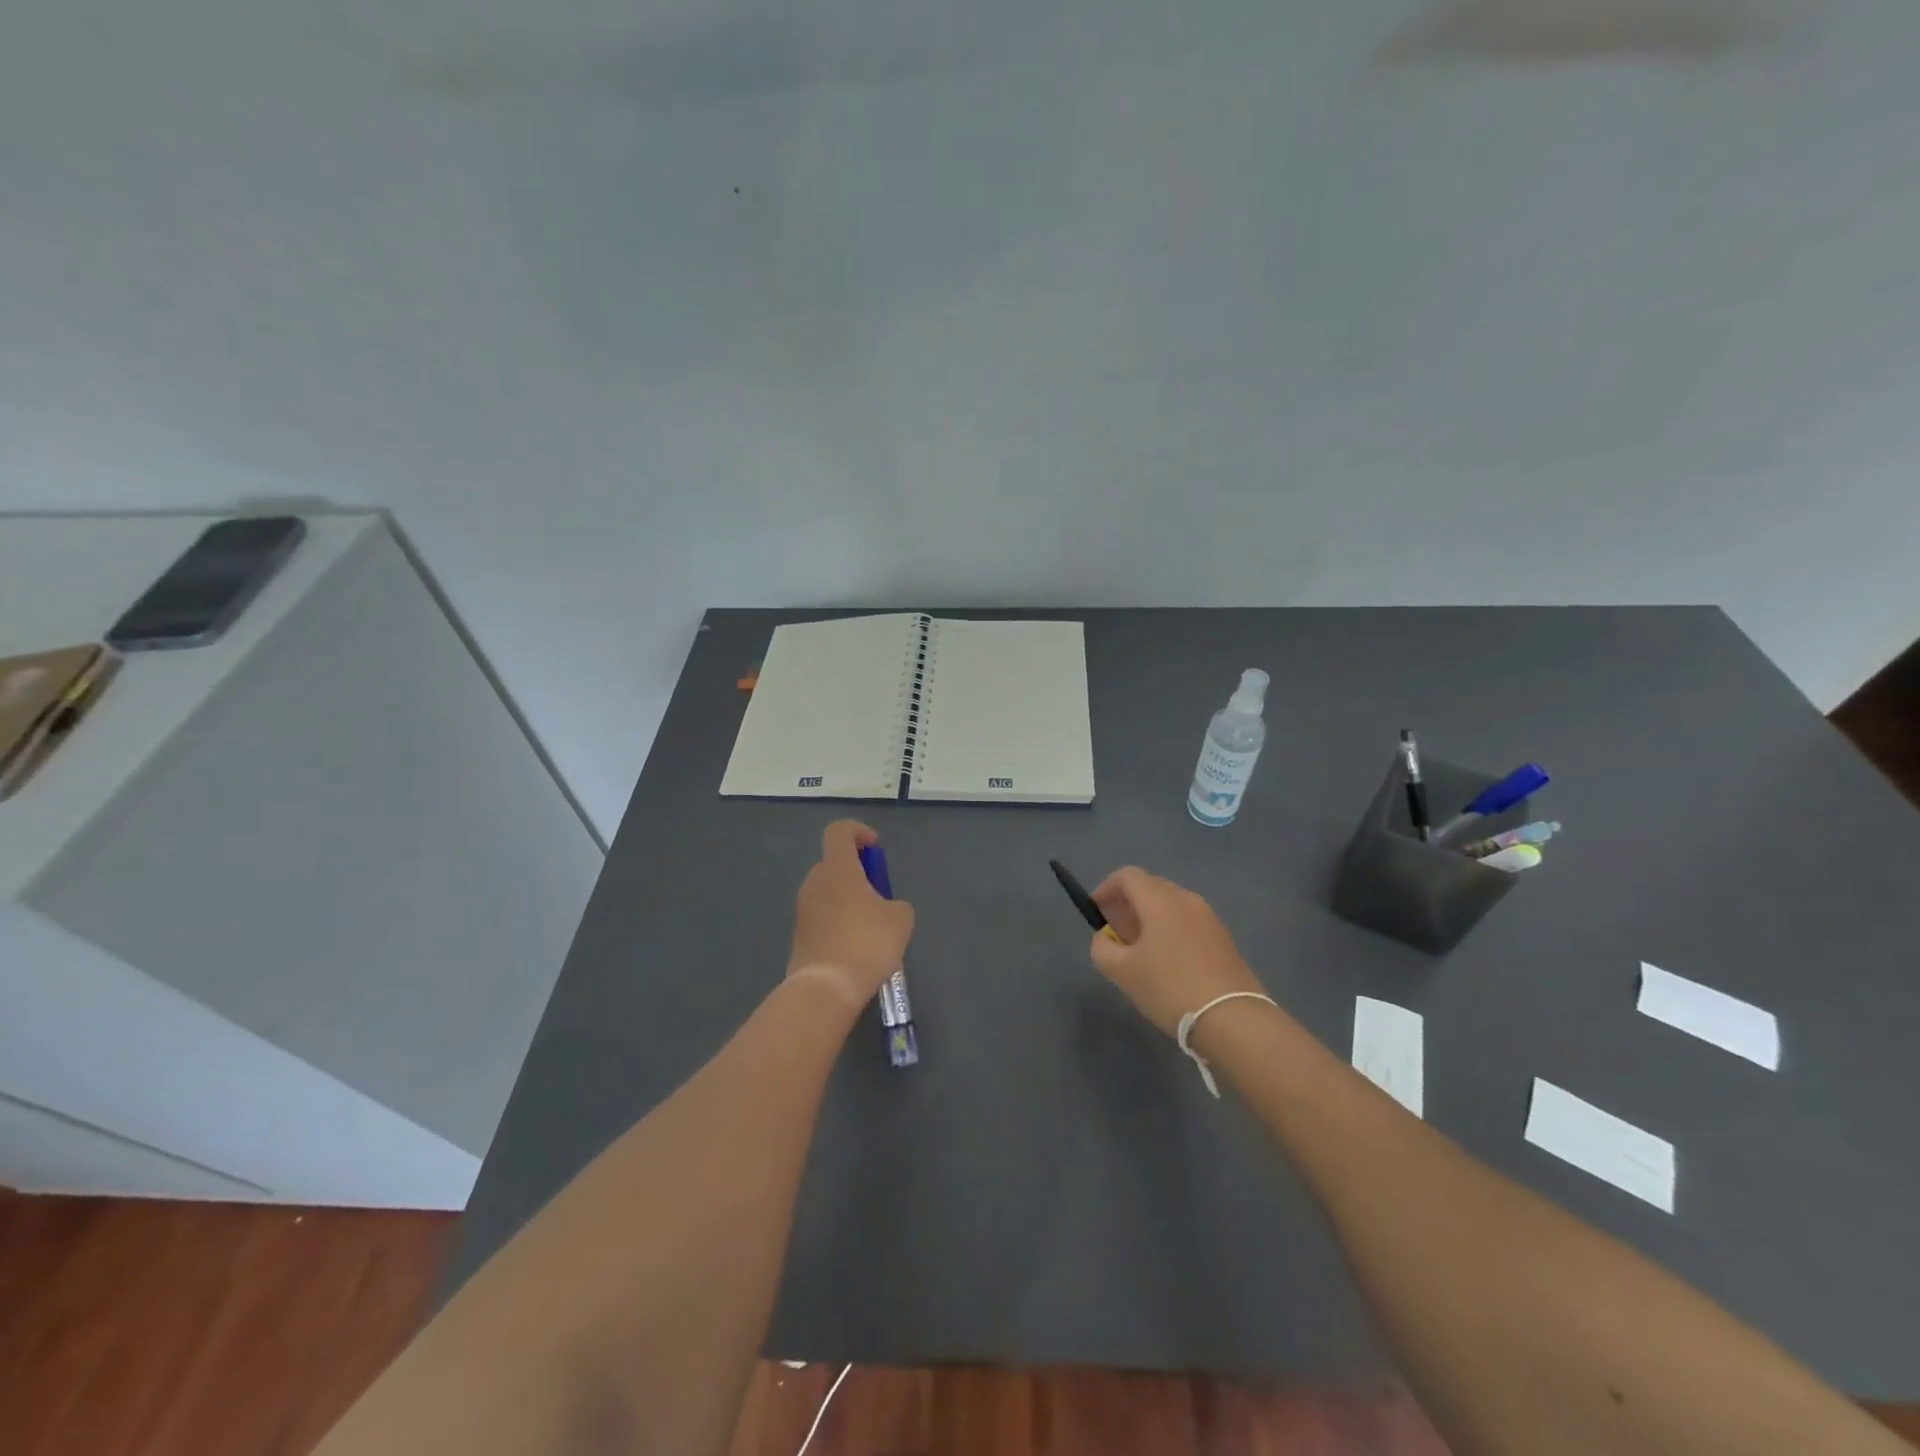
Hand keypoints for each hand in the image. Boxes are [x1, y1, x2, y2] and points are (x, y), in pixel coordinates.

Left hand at [787, 820, 915, 1009]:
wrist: (827, 988)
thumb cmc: (867, 942)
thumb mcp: (901, 918)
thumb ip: (895, 903)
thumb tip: (886, 908)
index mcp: (838, 868)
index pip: (839, 831)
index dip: (858, 832)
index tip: (875, 849)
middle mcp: (814, 882)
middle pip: (833, 863)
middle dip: (856, 873)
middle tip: (879, 896)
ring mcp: (803, 909)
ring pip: (827, 892)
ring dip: (847, 900)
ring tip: (871, 927)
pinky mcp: (799, 935)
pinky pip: (822, 917)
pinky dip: (838, 922)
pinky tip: (856, 947)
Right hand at [1089, 867, 1265, 1036]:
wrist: (1233, 1020)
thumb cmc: (1169, 988)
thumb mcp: (1121, 971)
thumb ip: (1102, 947)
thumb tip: (1105, 938)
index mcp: (1160, 900)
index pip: (1127, 876)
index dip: (1106, 889)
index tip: (1096, 912)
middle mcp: (1186, 899)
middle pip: (1149, 887)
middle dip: (1127, 904)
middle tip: (1116, 935)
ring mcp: (1209, 917)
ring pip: (1170, 905)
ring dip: (1149, 918)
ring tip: (1140, 952)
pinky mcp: (1223, 938)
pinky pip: (1187, 921)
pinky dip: (1170, 930)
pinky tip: (1167, 963)